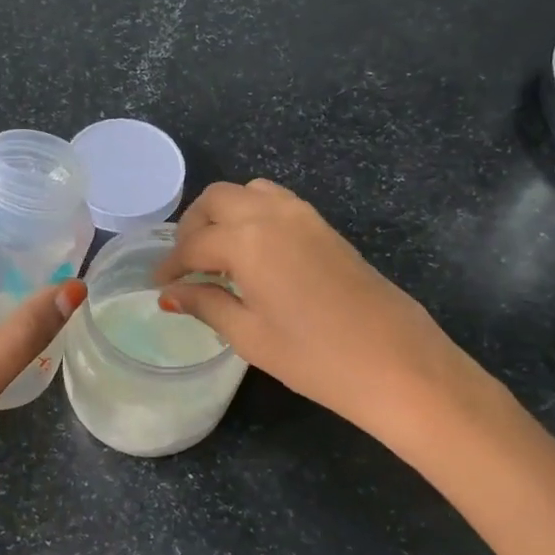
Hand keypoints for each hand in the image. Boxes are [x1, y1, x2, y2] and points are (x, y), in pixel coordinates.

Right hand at [155, 179, 486, 444]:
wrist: (396, 362)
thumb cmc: (314, 357)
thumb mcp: (249, 335)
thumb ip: (207, 304)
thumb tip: (171, 294)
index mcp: (247, 240)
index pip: (194, 243)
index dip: (171, 265)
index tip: (159, 285)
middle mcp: (272, 214)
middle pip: (217, 199)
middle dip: (193, 226)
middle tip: (185, 264)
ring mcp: (304, 215)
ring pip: (248, 192)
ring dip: (223, 214)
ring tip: (217, 255)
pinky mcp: (325, 227)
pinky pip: (276, 202)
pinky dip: (252, 215)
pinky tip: (253, 255)